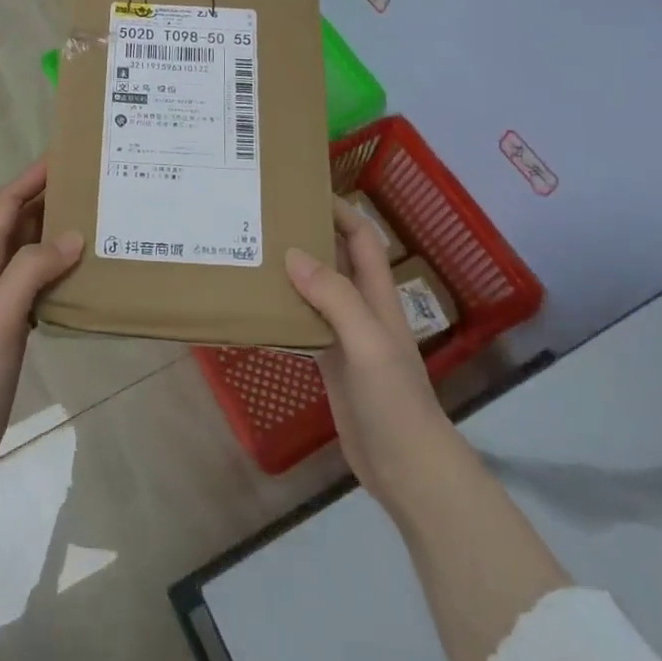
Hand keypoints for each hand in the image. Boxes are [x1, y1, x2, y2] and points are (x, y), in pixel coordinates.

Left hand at [0, 158, 84, 475]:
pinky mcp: (15, 328)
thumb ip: (32, 269)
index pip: (6, 204)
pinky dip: (62, 273)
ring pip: (33, 255)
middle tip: (94, 188)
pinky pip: (42, 286)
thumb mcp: (0, 311)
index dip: (31, 178)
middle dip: (51, 201)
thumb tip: (74, 236)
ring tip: (100, 225)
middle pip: (21, 224)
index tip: (65, 158)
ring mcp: (2, 302)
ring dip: (59, 236)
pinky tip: (88, 278)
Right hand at [285, 199, 450, 523]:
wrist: (408, 469)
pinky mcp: (331, 365)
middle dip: (308, 236)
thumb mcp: (367, 342)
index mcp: (378, 297)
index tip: (304, 191)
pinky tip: (257, 310)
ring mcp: (346, 338)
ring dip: (291, 274)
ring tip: (253, 255)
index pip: (361, 239)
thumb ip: (335, 298)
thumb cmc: (395, 400)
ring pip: (316, 292)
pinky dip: (284, 313)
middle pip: (335, 260)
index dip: (340, 211)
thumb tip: (293, 254)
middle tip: (265, 220)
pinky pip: (304, 327)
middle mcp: (362, 310)